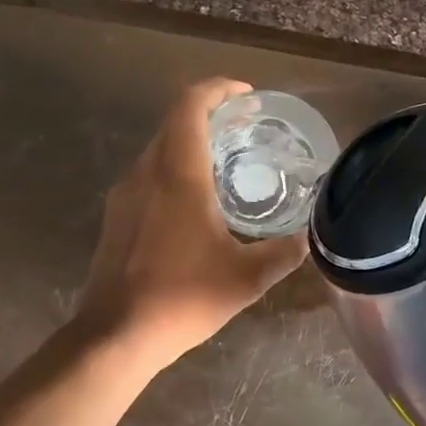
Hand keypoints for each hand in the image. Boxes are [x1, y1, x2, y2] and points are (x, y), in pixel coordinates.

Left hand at [72, 78, 306, 368]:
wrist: (116, 336)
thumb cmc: (183, 297)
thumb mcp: (247, 278)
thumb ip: (284, 253)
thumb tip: (311, 239)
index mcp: (178, 175)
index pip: (190, 106)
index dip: (218, 89)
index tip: (247, 96)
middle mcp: (146, 173)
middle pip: (174, 122)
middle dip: (210, 115)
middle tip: (246, 128)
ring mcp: (124, 195)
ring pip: (159, 149)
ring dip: (191, 143)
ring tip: (226, 162)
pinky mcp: (115, 217)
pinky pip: (148, 175)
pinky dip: (174, 169)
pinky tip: (196, 202)